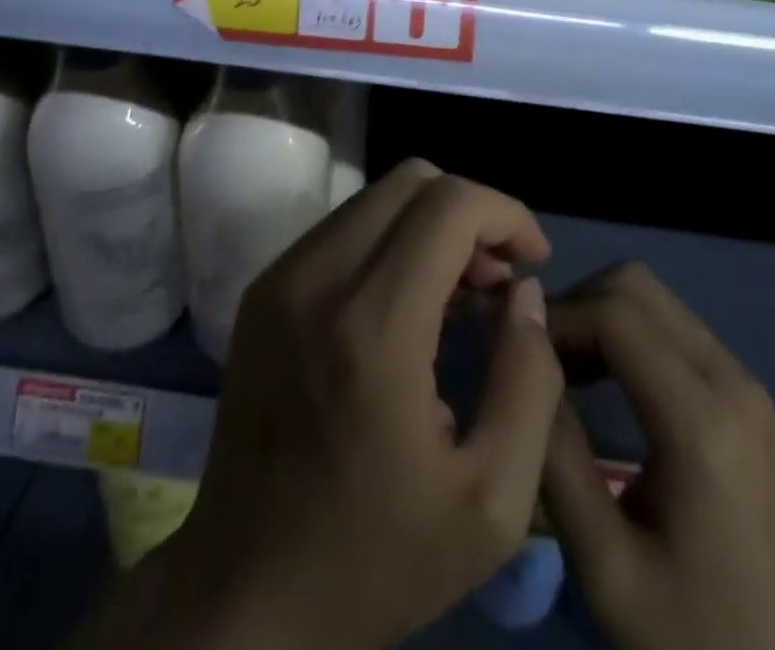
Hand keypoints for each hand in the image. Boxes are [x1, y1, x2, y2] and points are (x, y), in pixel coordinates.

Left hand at [96, 159, 564, 649]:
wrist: (241, 595)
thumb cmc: (374, 559)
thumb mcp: (491, 503)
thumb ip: (529, 380)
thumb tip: (524, 291)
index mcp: (374, 326)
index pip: (451, 204)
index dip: (507, 214)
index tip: (533, 261)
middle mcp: (319, 277)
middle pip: (413, 181)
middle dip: (471, 213)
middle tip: (497, 280)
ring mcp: (281, 277)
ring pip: (378, 196)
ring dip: (431, 224)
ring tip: (458, 294)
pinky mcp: (263, 288)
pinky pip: (345, 226)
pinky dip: (391, 239)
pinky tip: (407, 303)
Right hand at [540, 263, 774, 649]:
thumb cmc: (699, 638)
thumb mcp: (607, 566)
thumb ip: (557, 456)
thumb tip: (522, 363)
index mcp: (699, 419)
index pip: (613, 313)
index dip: (555, 317)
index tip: (512, 347)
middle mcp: (729, 378)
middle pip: (635, 285)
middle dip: (576, 303)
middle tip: (537, 356)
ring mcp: (743, 382)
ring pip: (653, 298)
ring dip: (599, 315)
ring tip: (560, 370)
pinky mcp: (744, 395)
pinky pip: (673, 327)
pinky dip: (626, 332)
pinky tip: (601, 381)